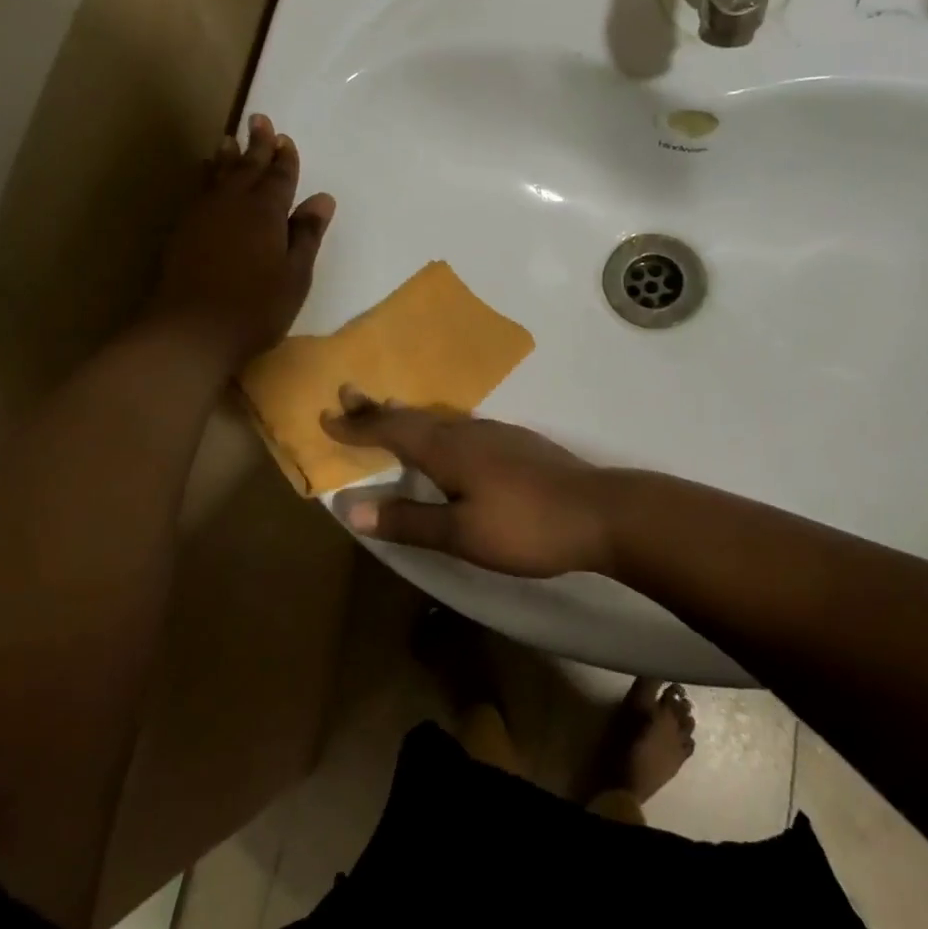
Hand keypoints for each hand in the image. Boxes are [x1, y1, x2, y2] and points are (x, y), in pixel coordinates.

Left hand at [147, 115, 334, 370]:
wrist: (193, 329)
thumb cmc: (256, 306)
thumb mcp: (295, 274)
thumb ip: (306, 234)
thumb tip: (322, 199)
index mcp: (266, 211)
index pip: (279, 177)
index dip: (284, 159)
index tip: (284, 139)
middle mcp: (233, 203)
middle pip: (247, 167)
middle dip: (255, 144)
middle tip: (258, 119)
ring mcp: (204, 214)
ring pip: (218, 175)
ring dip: (227, 157)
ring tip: (228, 140)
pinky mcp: (183, 230)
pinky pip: (198, 191)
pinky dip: (205, 177)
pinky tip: (204, 176)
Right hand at [321, 386, 615, 577]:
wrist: (601, 512)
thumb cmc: (525, 526)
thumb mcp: (461, 534)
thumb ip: (408, 520)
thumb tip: (351, 508)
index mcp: (448, 449)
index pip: (391, 430)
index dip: (357, 426)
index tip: (326, 416)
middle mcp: (467, 431)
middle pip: (413, 415)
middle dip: (377, 408)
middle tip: (348, 394)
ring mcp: (496, 434)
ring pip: (439, 418)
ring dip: (407, 415)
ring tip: (388, 413)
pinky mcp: (516, 444)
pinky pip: (460, 427)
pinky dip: (435, 427)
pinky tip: (446, 440)